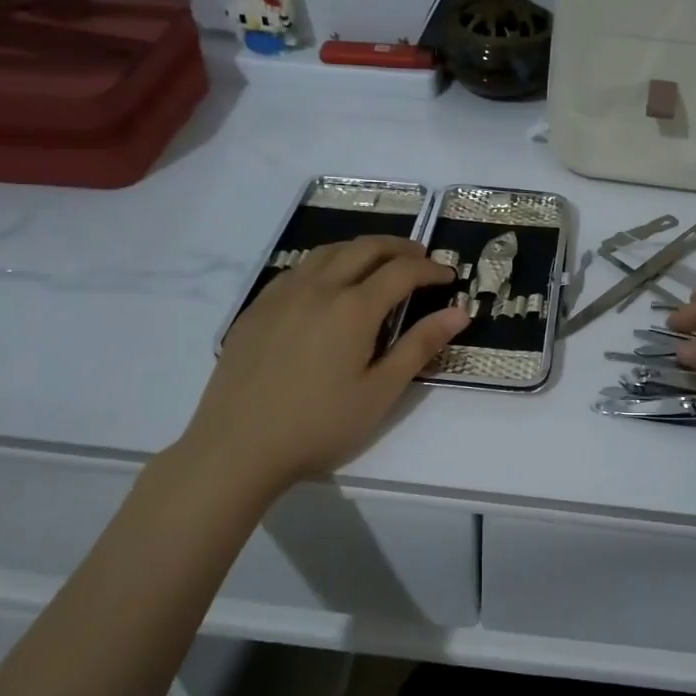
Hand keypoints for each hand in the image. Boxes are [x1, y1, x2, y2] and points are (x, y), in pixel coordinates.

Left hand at [183, 237, 467, 488]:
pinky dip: (326, 263)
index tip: (449, 276)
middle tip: (421, 259)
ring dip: (361, 249)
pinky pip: (298, 269)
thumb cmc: (319, 425)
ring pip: (328, 251)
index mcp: (353, 308)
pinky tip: (328, 285)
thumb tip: (459, 312)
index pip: (401, 272)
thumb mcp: (380, 392)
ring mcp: (282, 294)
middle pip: (365, 248)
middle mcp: (318, 288)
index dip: (430, 269)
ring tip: (379, 262)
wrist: (237, 447)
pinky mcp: (256, 308)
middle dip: (399, 248)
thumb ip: (420, 346)